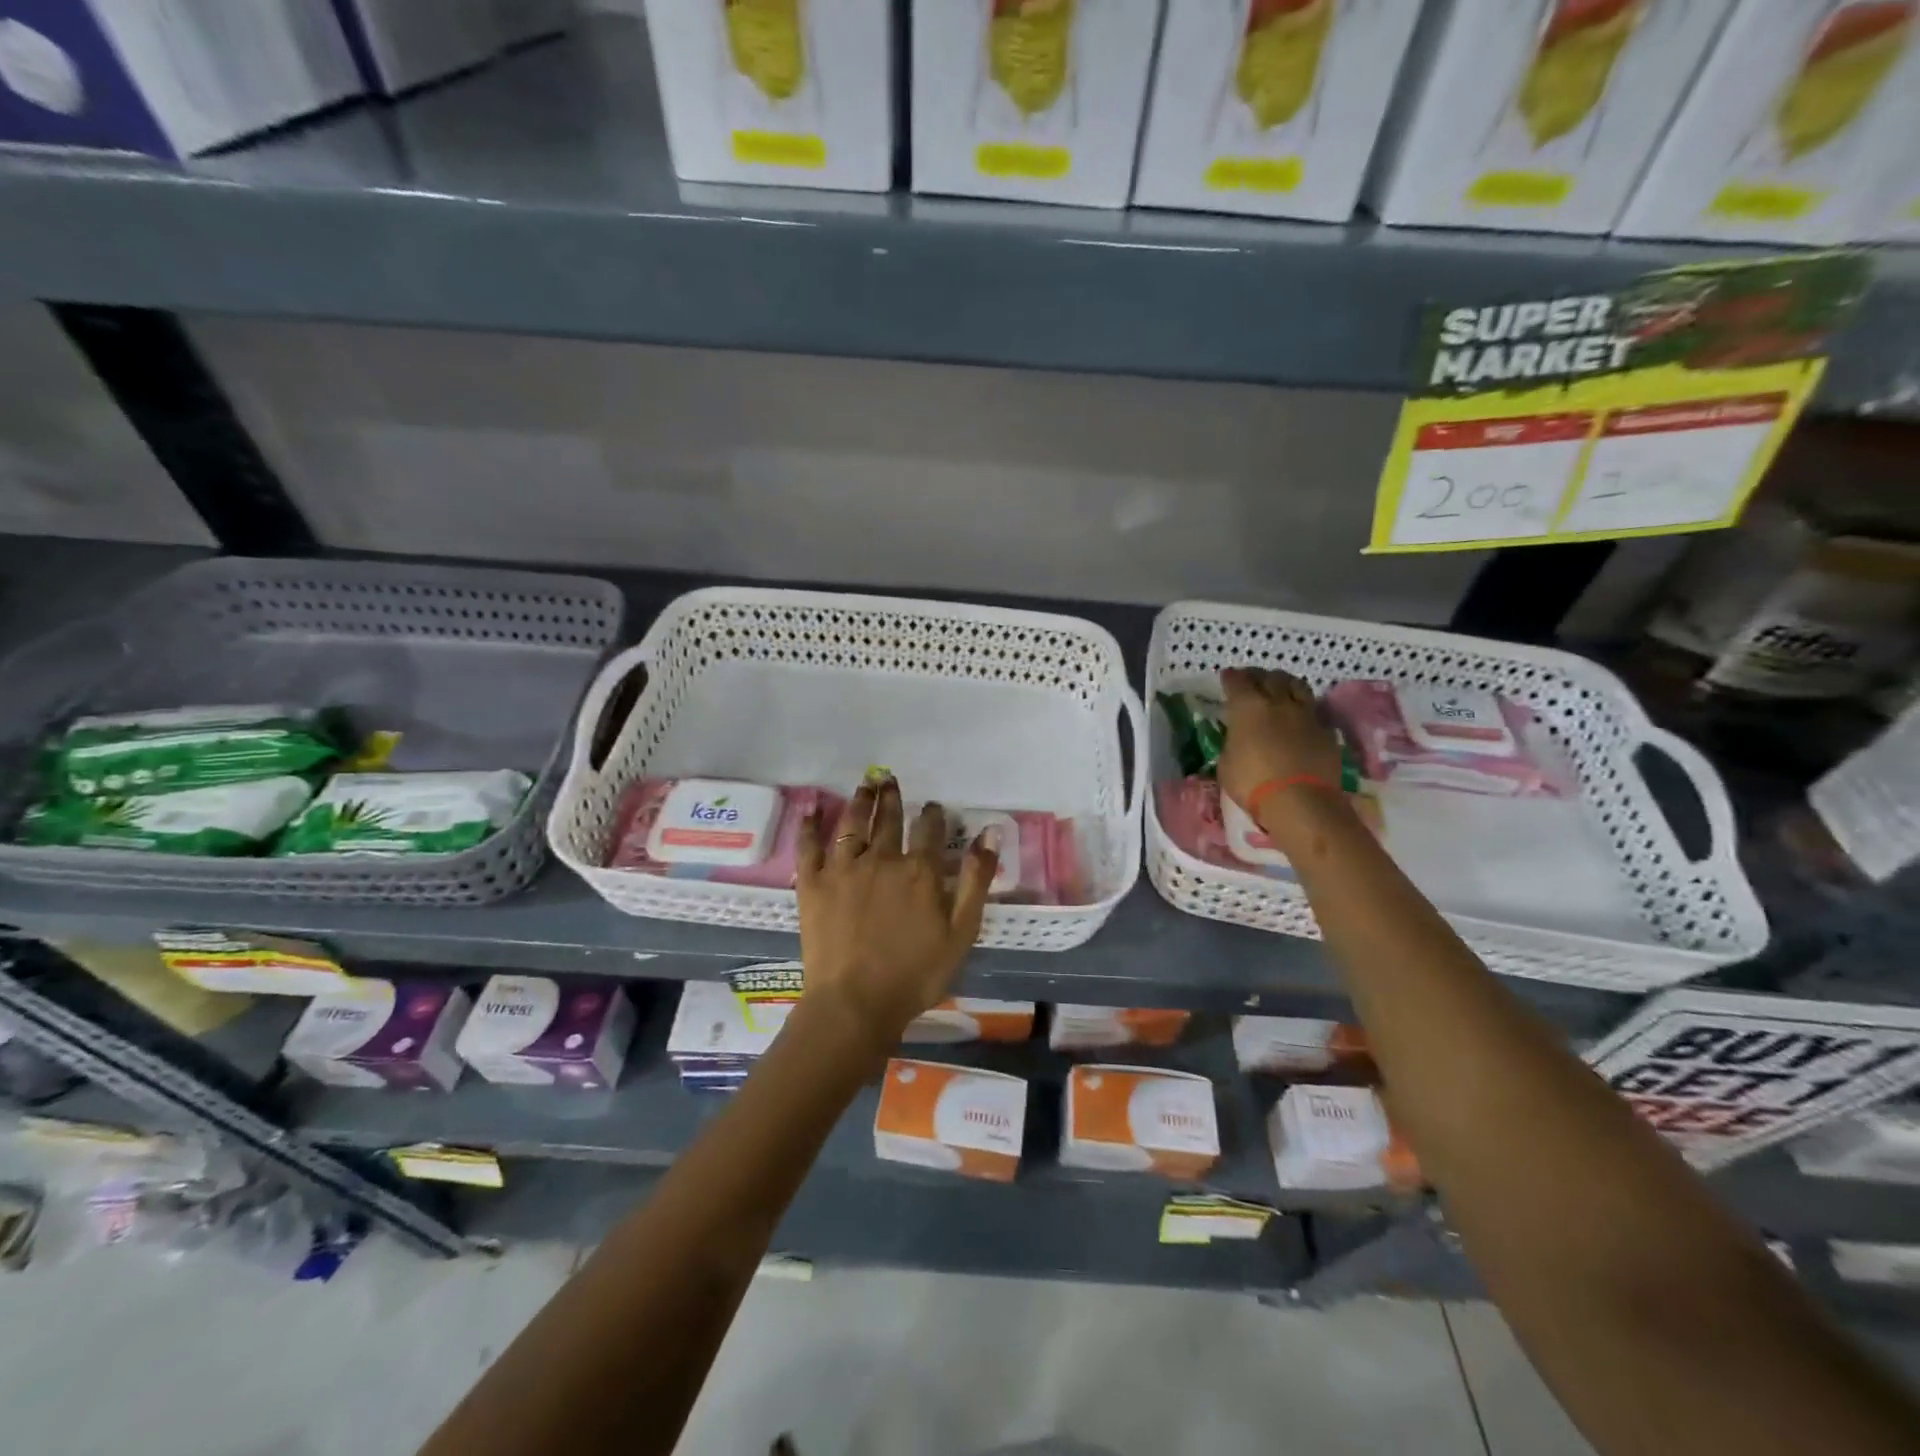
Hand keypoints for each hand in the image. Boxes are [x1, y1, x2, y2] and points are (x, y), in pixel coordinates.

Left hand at [796, 776, 998, 1050]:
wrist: (856, 1003)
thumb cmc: (916, 974)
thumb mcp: (961, 931)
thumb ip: (976, 880)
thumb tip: (990, 833)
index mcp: (919, 871)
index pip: (930, 830)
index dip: (933, 815)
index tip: (934, 806)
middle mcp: (881, 859)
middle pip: (888, 820)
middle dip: (892, 798)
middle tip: (889, 779)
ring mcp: (843, 869)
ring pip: (851, 824)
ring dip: (859, 801)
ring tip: (864, 785)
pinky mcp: (812, 884)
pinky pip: (809, 847)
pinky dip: (810, 827)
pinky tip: (811, 812)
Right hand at [1216, 667, 1345, 835]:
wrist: (1301, 802)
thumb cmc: (1253, 783)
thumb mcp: (1227, 763)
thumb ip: (1233, 743)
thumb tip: (1238, 739)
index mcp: (1248, 707)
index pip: (1237, 682)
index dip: (1231, 678)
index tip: (1227, 676)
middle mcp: (1278, 703)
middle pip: (1269, 677)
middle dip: (1258, 675)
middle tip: (1251, 679)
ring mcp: (1305, 715)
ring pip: (1296, 685)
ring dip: (1284, 682)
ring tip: (1279, 687)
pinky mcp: (1326, 731)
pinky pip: (1312, 710)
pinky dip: (1302, 708)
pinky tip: (1299, 716)